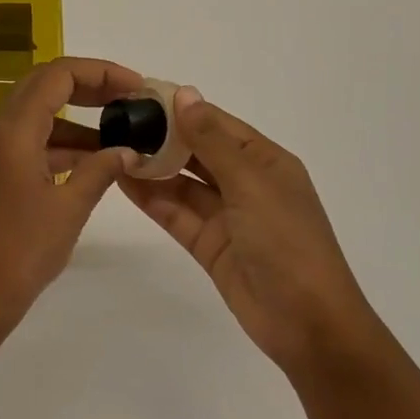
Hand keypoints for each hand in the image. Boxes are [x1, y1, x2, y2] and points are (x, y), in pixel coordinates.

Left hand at [0, 57, 144, 357]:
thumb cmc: (21, 252)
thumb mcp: (69, 208)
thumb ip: (100, 170)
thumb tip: (127, 150)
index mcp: (12, 131)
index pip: (57, 76)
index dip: (99, 72)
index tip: (135, 85)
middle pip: (44, 88)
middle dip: (89, 87)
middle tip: (129, 98)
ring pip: (38, 117)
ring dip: (77, 119)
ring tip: (120, 134)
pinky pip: (30, 144)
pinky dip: (61, 145)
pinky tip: (92, 163)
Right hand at [120, 90, 380, 378]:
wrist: (307, 323)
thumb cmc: (287, 242)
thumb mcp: (251, 184)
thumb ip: (212, 141)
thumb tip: (185, 95)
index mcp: (265, 161)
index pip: (218, 124)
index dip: (182, 109)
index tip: (141, 96)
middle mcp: (245, 183)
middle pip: (198, 152)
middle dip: (162, 137)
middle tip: (117, 122)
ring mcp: (226, 216)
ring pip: (183, 183)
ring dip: (152, 167)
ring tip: (111, 148)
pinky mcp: (208, 244)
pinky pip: (176, 213)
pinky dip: (152, 198)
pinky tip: (123, 180)